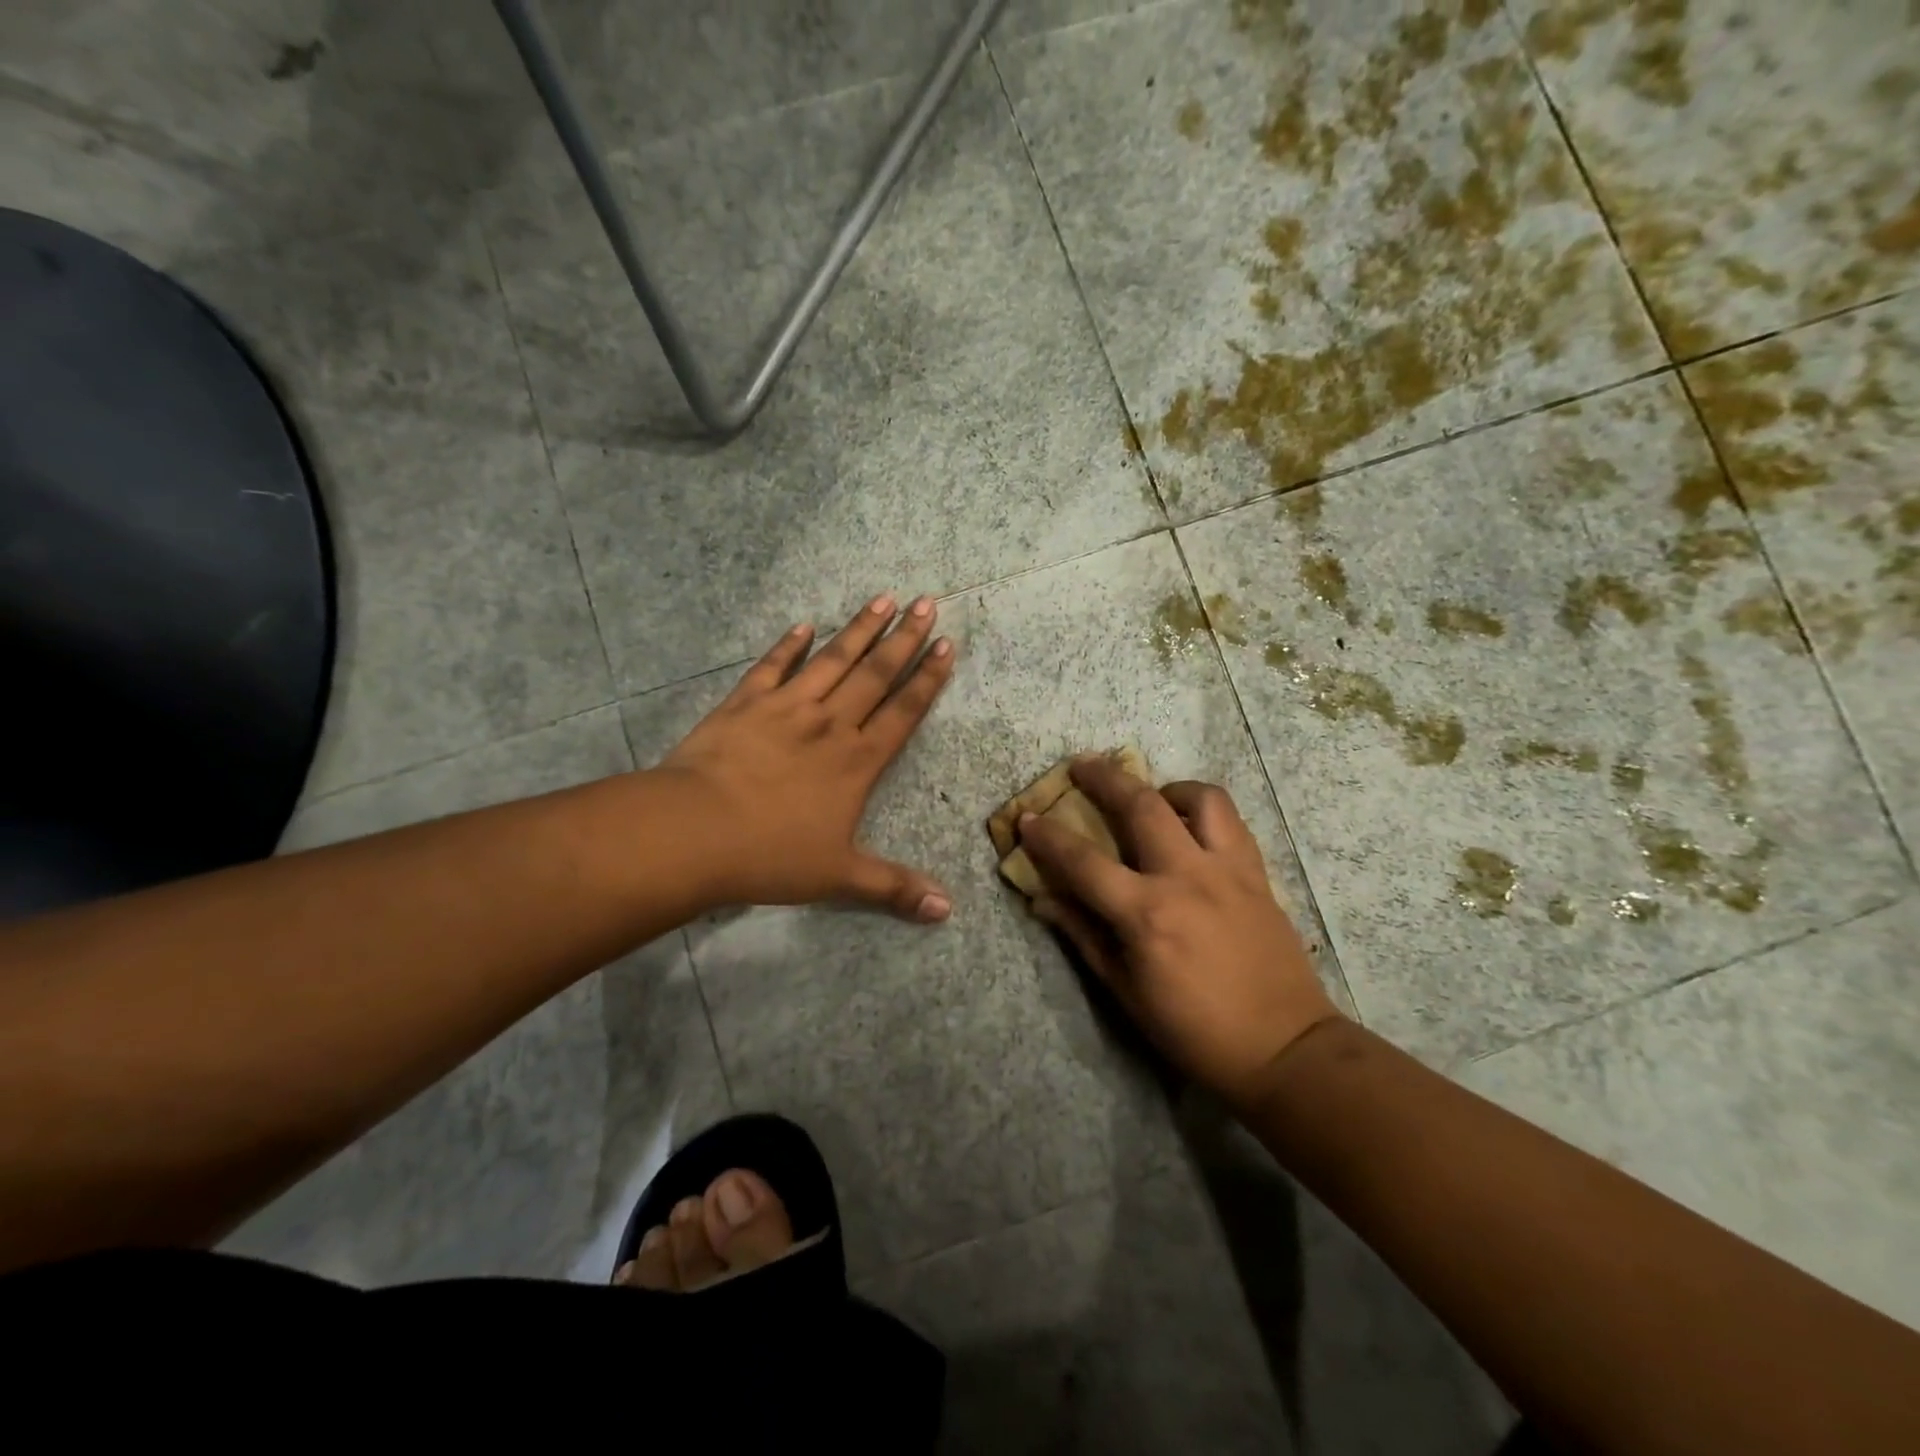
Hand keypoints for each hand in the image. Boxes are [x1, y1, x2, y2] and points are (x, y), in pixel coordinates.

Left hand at [660, 594, 954, 920]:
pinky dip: (788, 645)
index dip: (927, 679)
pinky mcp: (744, 704)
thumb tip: (946, 911)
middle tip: (927, 603)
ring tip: (883, 598)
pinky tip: (803, 625)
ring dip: (859, 628)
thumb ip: (893, 888)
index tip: (946, 646)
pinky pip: (772, 667)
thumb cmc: (770, 855)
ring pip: (831, 660)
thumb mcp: (838, 878)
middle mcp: (829, 724)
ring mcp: (786, 708)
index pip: (903, 712)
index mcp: (857, 762)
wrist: (693, 831)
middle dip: (904, 638)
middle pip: (874, 674)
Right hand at [1019, 758, 1339, 1109]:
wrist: (1283, 1048)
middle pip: (1140, 805)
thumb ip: (1083, 935)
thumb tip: (1043, 900)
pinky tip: (1189, 825)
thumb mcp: (1126, 991)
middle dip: (1104, 778)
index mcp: (1147, 915)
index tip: (1027, 818)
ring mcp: (1228, 870)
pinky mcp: (1257, 874)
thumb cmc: (1193, 1030)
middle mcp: (1186, 878)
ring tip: (1150, 794)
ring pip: (1199, 798)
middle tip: (1081, 764)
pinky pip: (1231, 822)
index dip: (1048, 837)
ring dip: (1165, 786)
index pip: (1083, 861)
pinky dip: (1203, 810)